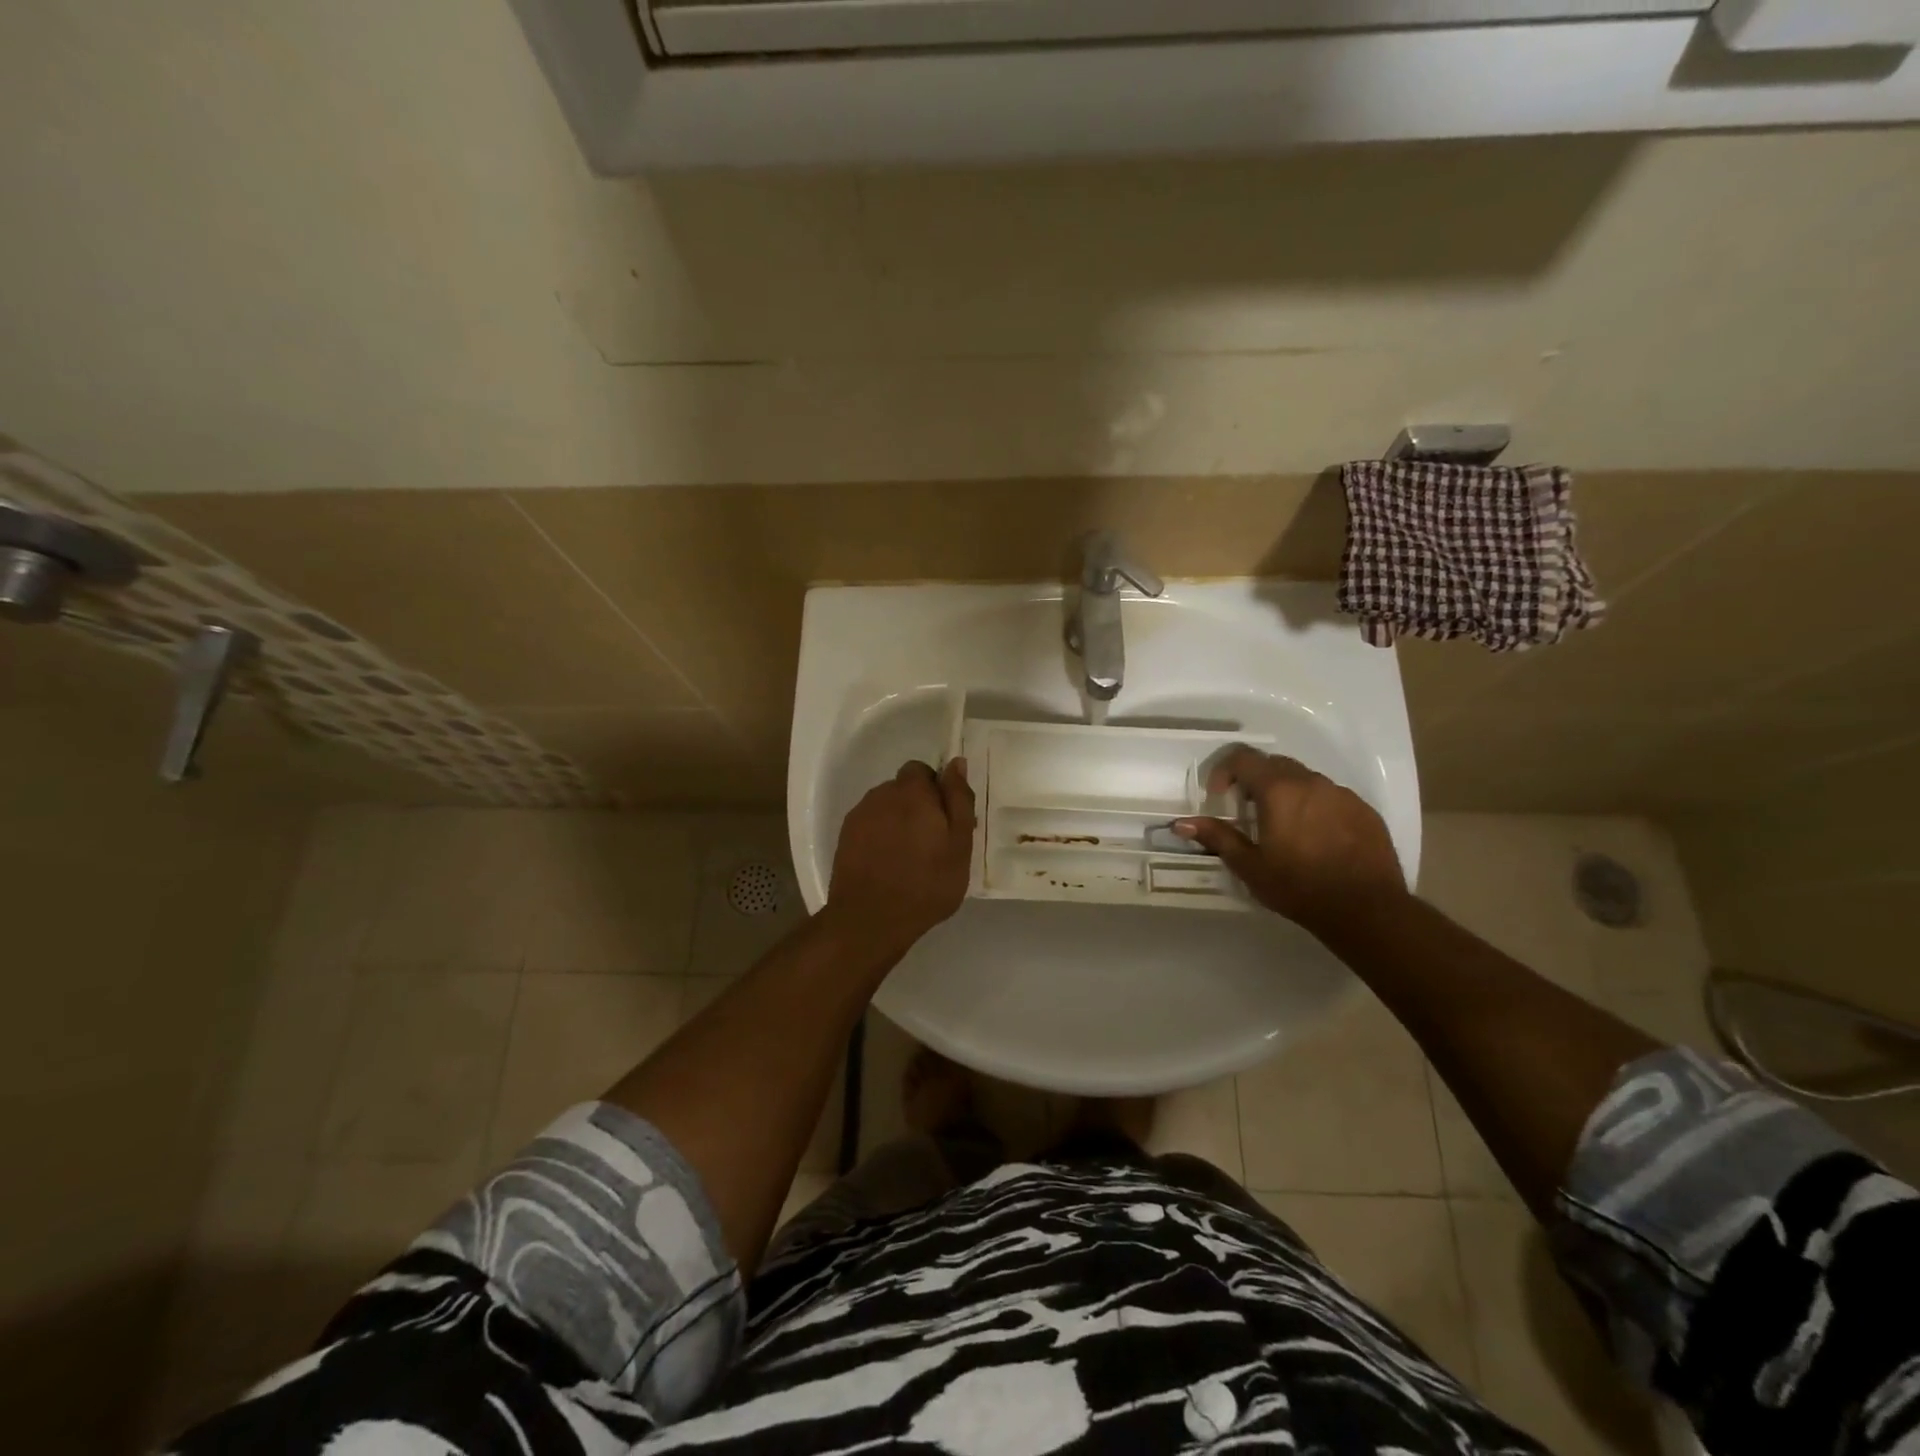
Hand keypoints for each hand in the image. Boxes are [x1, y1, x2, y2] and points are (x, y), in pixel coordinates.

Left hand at [826, 758, 975, 957]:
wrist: (870, 919)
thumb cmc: (926, 883)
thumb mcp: (959, 844)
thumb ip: (958, 799)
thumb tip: (957, 763)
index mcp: (912, 791)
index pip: (923, 771)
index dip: (936, 791)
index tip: (946, 820)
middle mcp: (881, 794)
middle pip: (903, 789)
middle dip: (918, 807)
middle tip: (933, 843)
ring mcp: (859, 816)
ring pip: (885, 808)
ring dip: (898, 822)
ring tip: (909, 857)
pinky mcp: (845, 837)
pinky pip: (870, 826)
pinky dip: (880, 838)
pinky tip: (888, 865)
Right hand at [1175, 746, 1404, 932]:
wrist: (1367, 910)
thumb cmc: (1299, 887)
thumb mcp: (1250, 865)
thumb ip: (1217, 837)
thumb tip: (1181, 823)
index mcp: (1279, 790)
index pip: (1243, 758)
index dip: (1224, 770)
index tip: (1219, 796)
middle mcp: (1311, 782)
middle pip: (1275, 765)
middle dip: (1255, 780)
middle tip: (1247, 812)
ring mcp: (1342, 794)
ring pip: (1305, 779)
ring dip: (1287, 793)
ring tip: (1283, 827)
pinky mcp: (1364, 810)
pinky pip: (1331, 797)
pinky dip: (1315, 806)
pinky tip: (1316, 839)